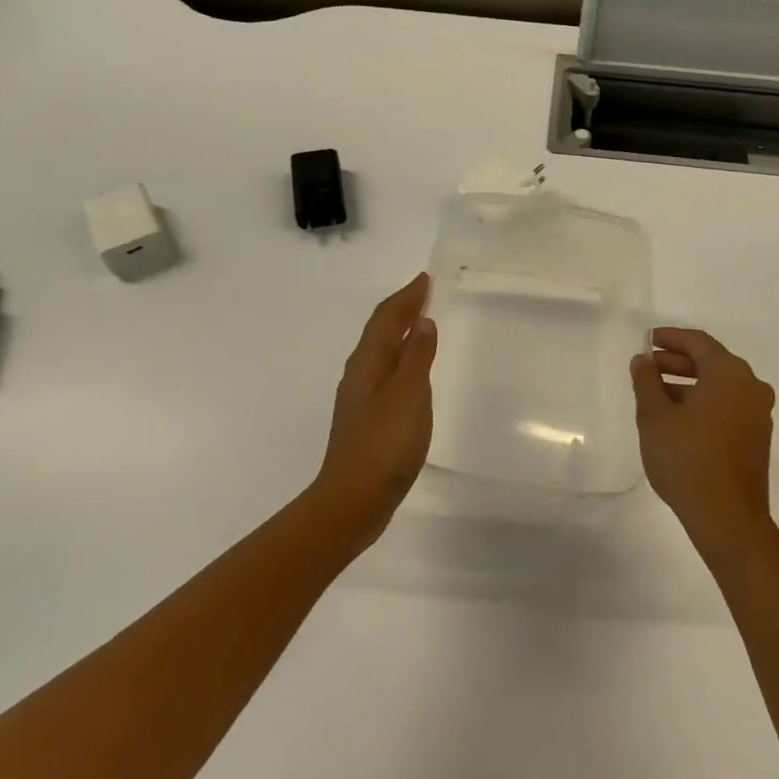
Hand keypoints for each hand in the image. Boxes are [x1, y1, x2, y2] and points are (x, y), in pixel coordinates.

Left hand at [310, 274, 437, 544]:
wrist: (353, 499)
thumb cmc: (384, 444)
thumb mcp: (408, 395)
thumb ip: (416, 357)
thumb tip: (422, 322)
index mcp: (368, 363)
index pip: (386, 318)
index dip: (406, 297)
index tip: (425, 279)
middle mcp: (360, 374)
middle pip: (379, 331)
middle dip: (401, 309)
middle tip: (424, 293)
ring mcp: (360, 398)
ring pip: (380, 351)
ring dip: (399, 332)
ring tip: (420, 323)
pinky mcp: (366, 418)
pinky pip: (384, 372)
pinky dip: (399, 358)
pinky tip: (409, 371)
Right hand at [631, 328, 775, 548]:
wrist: (728, 518)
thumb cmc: (687, 459)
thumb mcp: (654, 417)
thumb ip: (646, 381)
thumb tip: (643, 360)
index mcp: (729, 374)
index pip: (698, 342)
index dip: (670, 338)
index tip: (647, 340)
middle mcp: (751, 387)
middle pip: (711, 362)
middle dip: (677, 362)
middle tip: (647, 367)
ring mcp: (758, 413)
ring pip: (720, 386)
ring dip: (688, 383)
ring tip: (655, 394)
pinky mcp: (757, 437)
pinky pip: (728, 405)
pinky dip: (703, 402)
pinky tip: (678, 417)